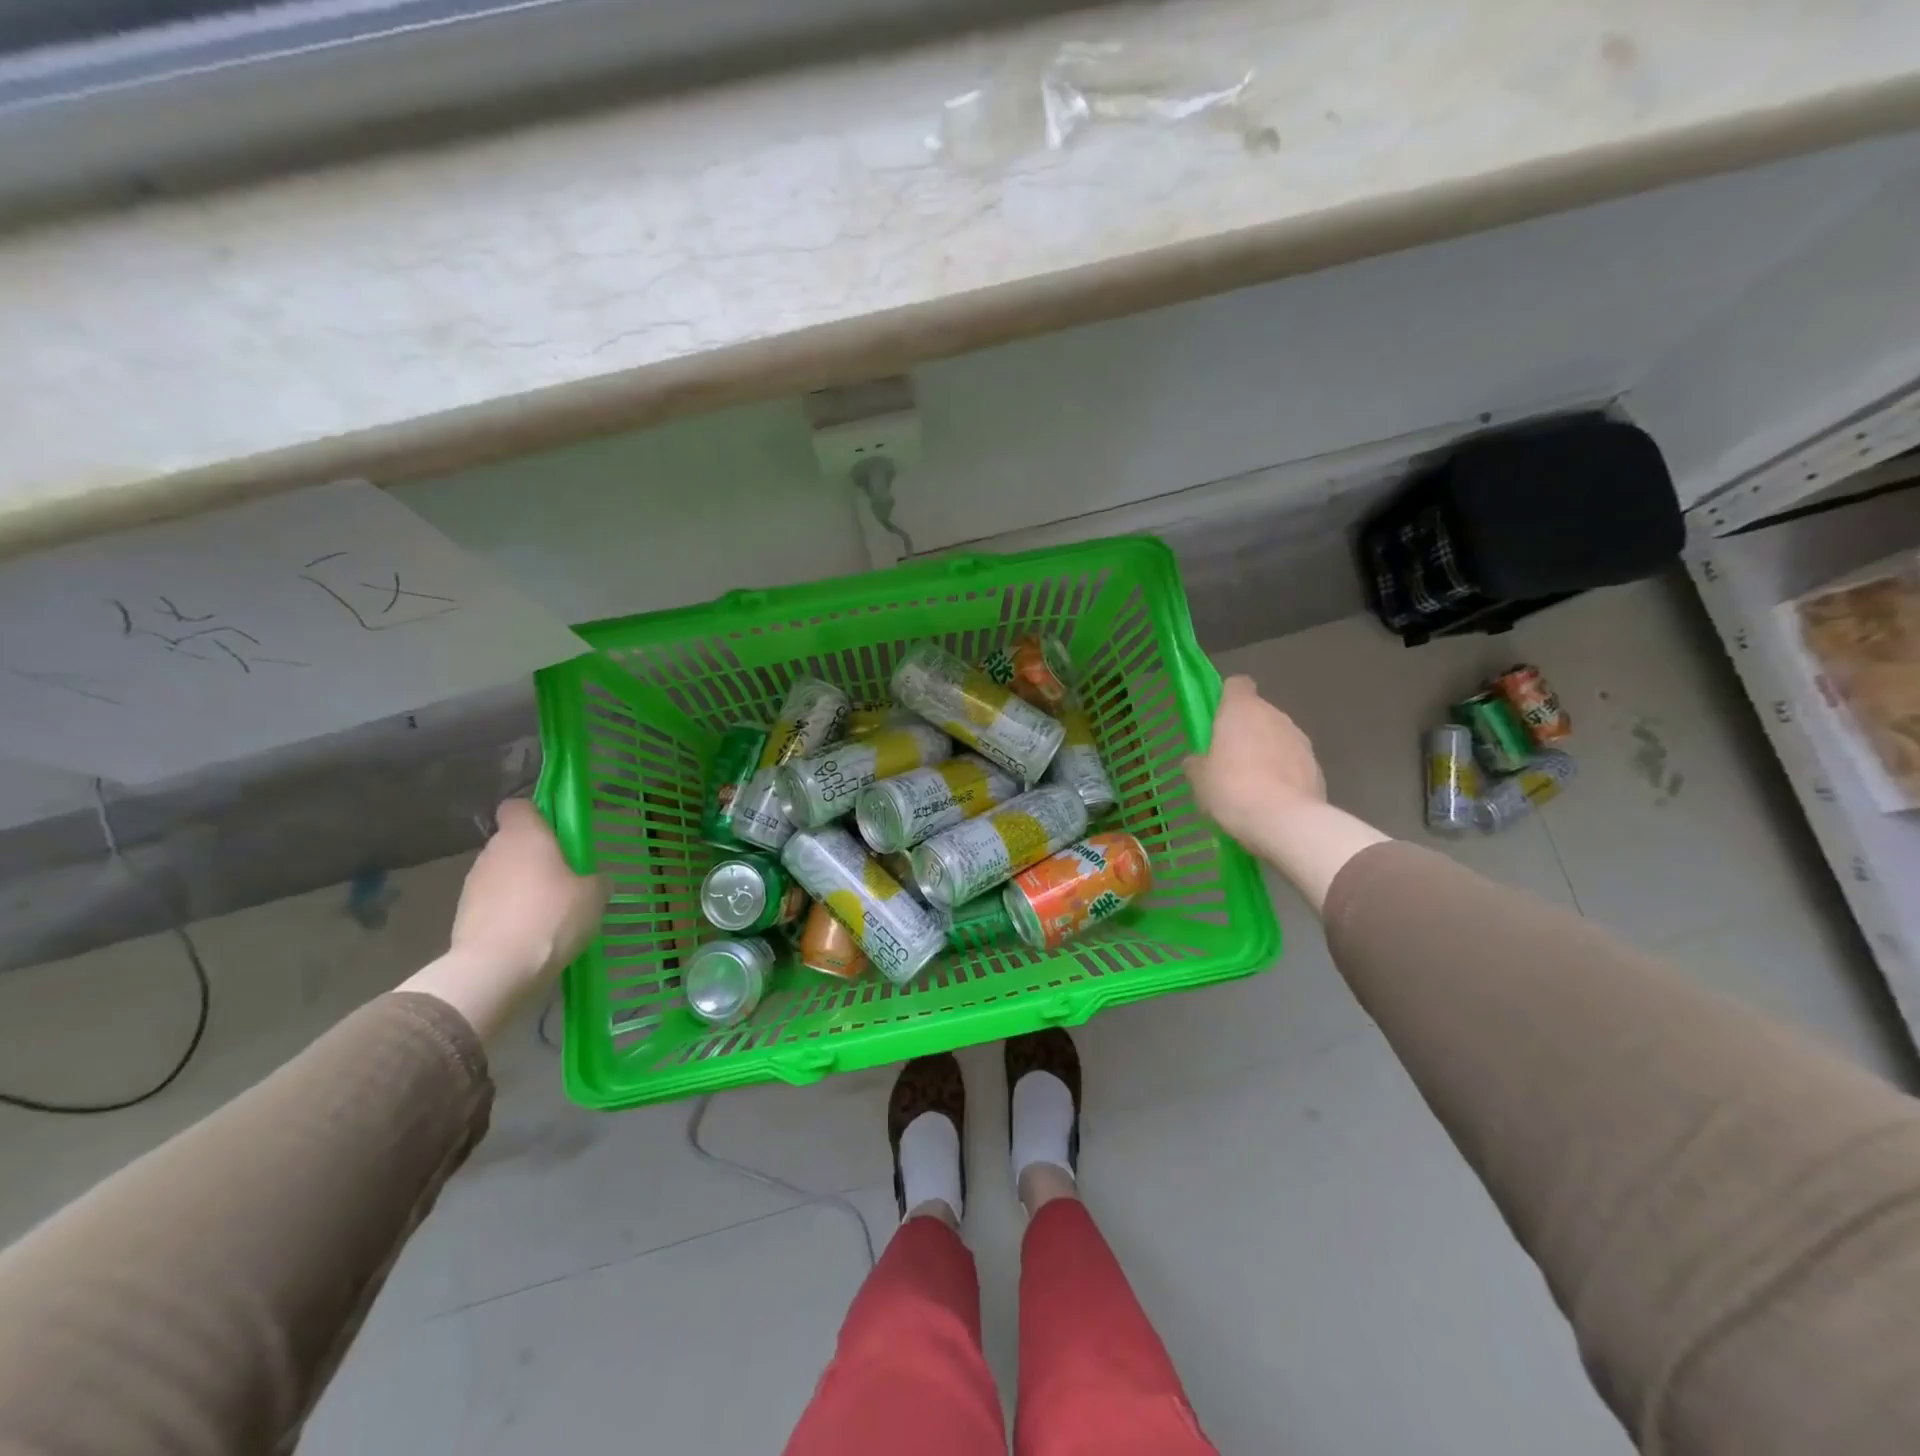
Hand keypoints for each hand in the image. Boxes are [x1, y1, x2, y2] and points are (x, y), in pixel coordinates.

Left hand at [452, 799, 607, 986]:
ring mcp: (473, 884)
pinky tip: (528, 934)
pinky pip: (492, 903)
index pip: (518, 807)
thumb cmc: (550, 917)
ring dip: (520, 886)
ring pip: (501, 874)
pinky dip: (507, 912)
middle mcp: (493, 852)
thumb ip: (597, 882)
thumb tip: (597, 881)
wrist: (495, 969)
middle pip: (512, 842)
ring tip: (546, 913)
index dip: (536, 815)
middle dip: (534, 856)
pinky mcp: (462, 915)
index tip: (557, 833)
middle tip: (563, 879)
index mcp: (524, 836)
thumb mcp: (593, 897)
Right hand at [1183, 676, 1386, 912]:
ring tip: (1252, 785)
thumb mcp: (1199, 779)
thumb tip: (1197, 761)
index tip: (1217, 718)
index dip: (1227, 697)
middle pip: (1259, 713)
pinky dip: (1284, 774)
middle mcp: (1275, 716)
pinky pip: (1294, 764)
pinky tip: (1272, 800)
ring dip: (1267, 753)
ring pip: (1278, 738)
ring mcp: (1301, 741)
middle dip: (1246, 732)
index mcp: (1242, 709)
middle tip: (1228, 760)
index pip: (1237, 685)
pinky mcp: (1317, 767)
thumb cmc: (1232, 789)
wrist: (1285, 822)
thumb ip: (1198, 763)